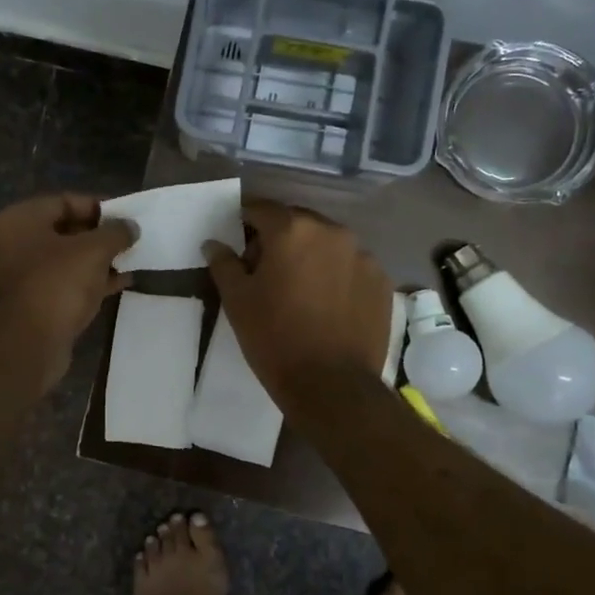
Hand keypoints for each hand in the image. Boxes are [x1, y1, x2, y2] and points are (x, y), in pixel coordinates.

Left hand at [0, 194, 135, 388]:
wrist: (31, 343)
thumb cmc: (58, 283)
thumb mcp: (94, 250)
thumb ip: (116, 233)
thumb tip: (131, 227)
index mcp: (19, 221)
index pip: (64, 201)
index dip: (98, 206)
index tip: (126, 215)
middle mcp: (14, 245)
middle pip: (65, 231)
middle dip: (100, 235)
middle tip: (130, 238)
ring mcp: (23, 277)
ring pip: (68, 260)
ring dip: (98, 260)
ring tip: (132, 259)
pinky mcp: (35, 304)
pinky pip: (68, 284)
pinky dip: (92, 281)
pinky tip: (121, 282)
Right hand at [205, 200, 393, 402]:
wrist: (332, 385)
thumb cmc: (274, 338)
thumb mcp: (237, 301)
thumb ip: (224, 264)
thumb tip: (214, 243)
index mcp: (292, 230)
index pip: (261, 209)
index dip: (245, 222)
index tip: (237, 242)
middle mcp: (332, 232)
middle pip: (298, 222)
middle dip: (279, 238)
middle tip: (265, 270)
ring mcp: (362, 255)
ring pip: (327, 244)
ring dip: (310, 256)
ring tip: (299, 289)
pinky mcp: (381, 281)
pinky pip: (351, 266)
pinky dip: (336, 275)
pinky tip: (326, 304)